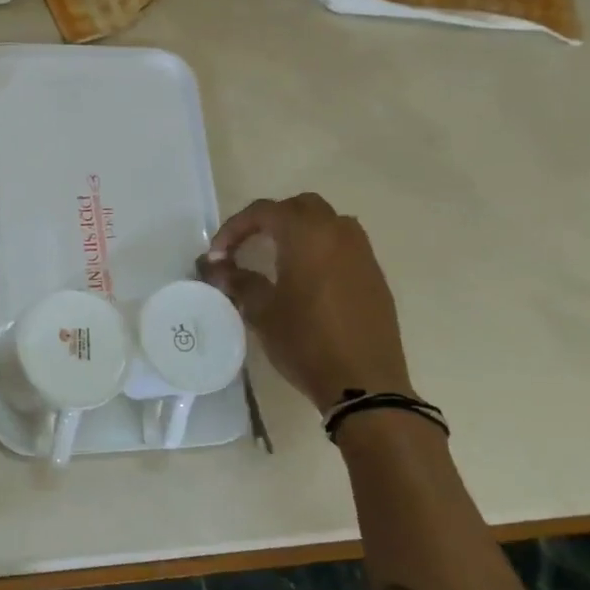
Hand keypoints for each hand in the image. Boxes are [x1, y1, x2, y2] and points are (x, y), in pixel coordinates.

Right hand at [196, 193, 411, 412]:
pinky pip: (343, 246)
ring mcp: (362, 254)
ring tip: (276, 257)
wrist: (364, 383)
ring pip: (327, 223)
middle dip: (268, 220)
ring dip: (298, 231)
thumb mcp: (261, 310)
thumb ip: (237, 280)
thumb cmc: (305, 341)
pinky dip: (319, 249)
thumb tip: (215, 267)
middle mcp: (338, 234)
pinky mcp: (374, 276)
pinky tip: (305, 278)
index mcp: (307, 235)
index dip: (234, 228)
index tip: (217, 256)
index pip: (264, 212)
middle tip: (246, 246)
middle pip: (299, 207)